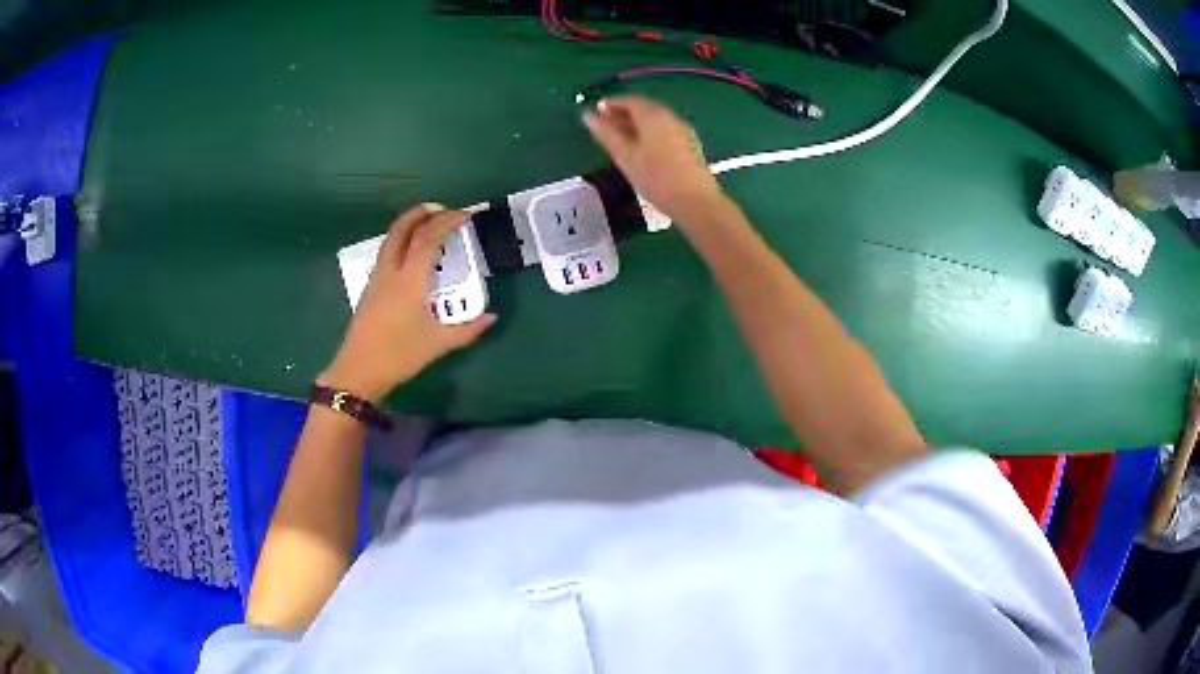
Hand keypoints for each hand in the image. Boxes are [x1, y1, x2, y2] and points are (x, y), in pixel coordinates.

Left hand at [319, 204, 496, 401]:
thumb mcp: (439, 344)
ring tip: (427, 223)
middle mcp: (391, 271)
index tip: (465, 215)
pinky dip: (401, 241)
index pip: (429, 238)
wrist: (359, 370)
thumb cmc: (400, 355)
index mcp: (410, 279)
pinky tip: (411, 253)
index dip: (448, 221)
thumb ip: (468, 329)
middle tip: (442, 209)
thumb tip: (492, 317)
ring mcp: (377, 278)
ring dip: (409, 224)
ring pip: (391, 238)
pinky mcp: (370, 288)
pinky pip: (386, 252)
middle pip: (403, 228)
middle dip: (422, 212)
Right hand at [582, 96, 724, 224]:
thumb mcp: (625, 156)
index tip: (596, 110)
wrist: (695, 201)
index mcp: (653, 115)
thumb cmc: (655, 177)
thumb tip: (587, 116)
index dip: (611, 104)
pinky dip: (649, 132)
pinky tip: (641, 147)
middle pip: (644, 108)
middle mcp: (670, 116)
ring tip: (620, 137)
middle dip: (623, 113)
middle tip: (605, 124)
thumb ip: (606, 134)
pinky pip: (664, 130)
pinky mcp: (689, 144)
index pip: (630, 100)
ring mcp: (682, 130)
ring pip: (655, 120)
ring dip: (636, 124)